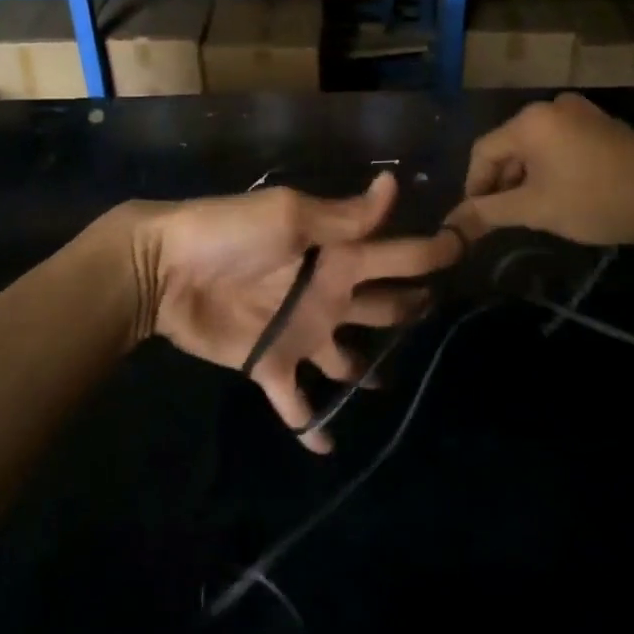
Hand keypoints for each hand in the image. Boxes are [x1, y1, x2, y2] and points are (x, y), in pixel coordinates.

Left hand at [132, 173, 461, 451]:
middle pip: (385, 307)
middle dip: (413, 311)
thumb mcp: (290, 216)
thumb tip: (394, 184)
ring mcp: (302, 332)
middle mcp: (330, 294)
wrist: (165, 268)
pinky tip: (329, 449)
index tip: (468, 253)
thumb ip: (344, 216)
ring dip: (370, 373)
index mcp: (339, 256)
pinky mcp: (271, 364)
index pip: (398, 254)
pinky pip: (297, 403)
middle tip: (443, 321)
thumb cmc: (230, 234)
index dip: (432, 253)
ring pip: (350, 359)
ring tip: (397, 387)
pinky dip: (311, 426)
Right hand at [444, 93, 633, 248]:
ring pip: (536, 147)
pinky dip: (552, 169)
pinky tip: (562, 196)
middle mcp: (552, 107)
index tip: (477, 219)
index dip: (474, 187)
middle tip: (505, 218)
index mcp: (529, 120)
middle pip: (509, 146)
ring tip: (533, 211)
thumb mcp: (534, 210)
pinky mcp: (603, 126)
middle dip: (502, 183)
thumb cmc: (593, 199)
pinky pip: (561, 145)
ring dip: (526, 178)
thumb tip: (450, 225)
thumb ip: (487, 213)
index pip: (482, 152)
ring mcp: (582, 113)